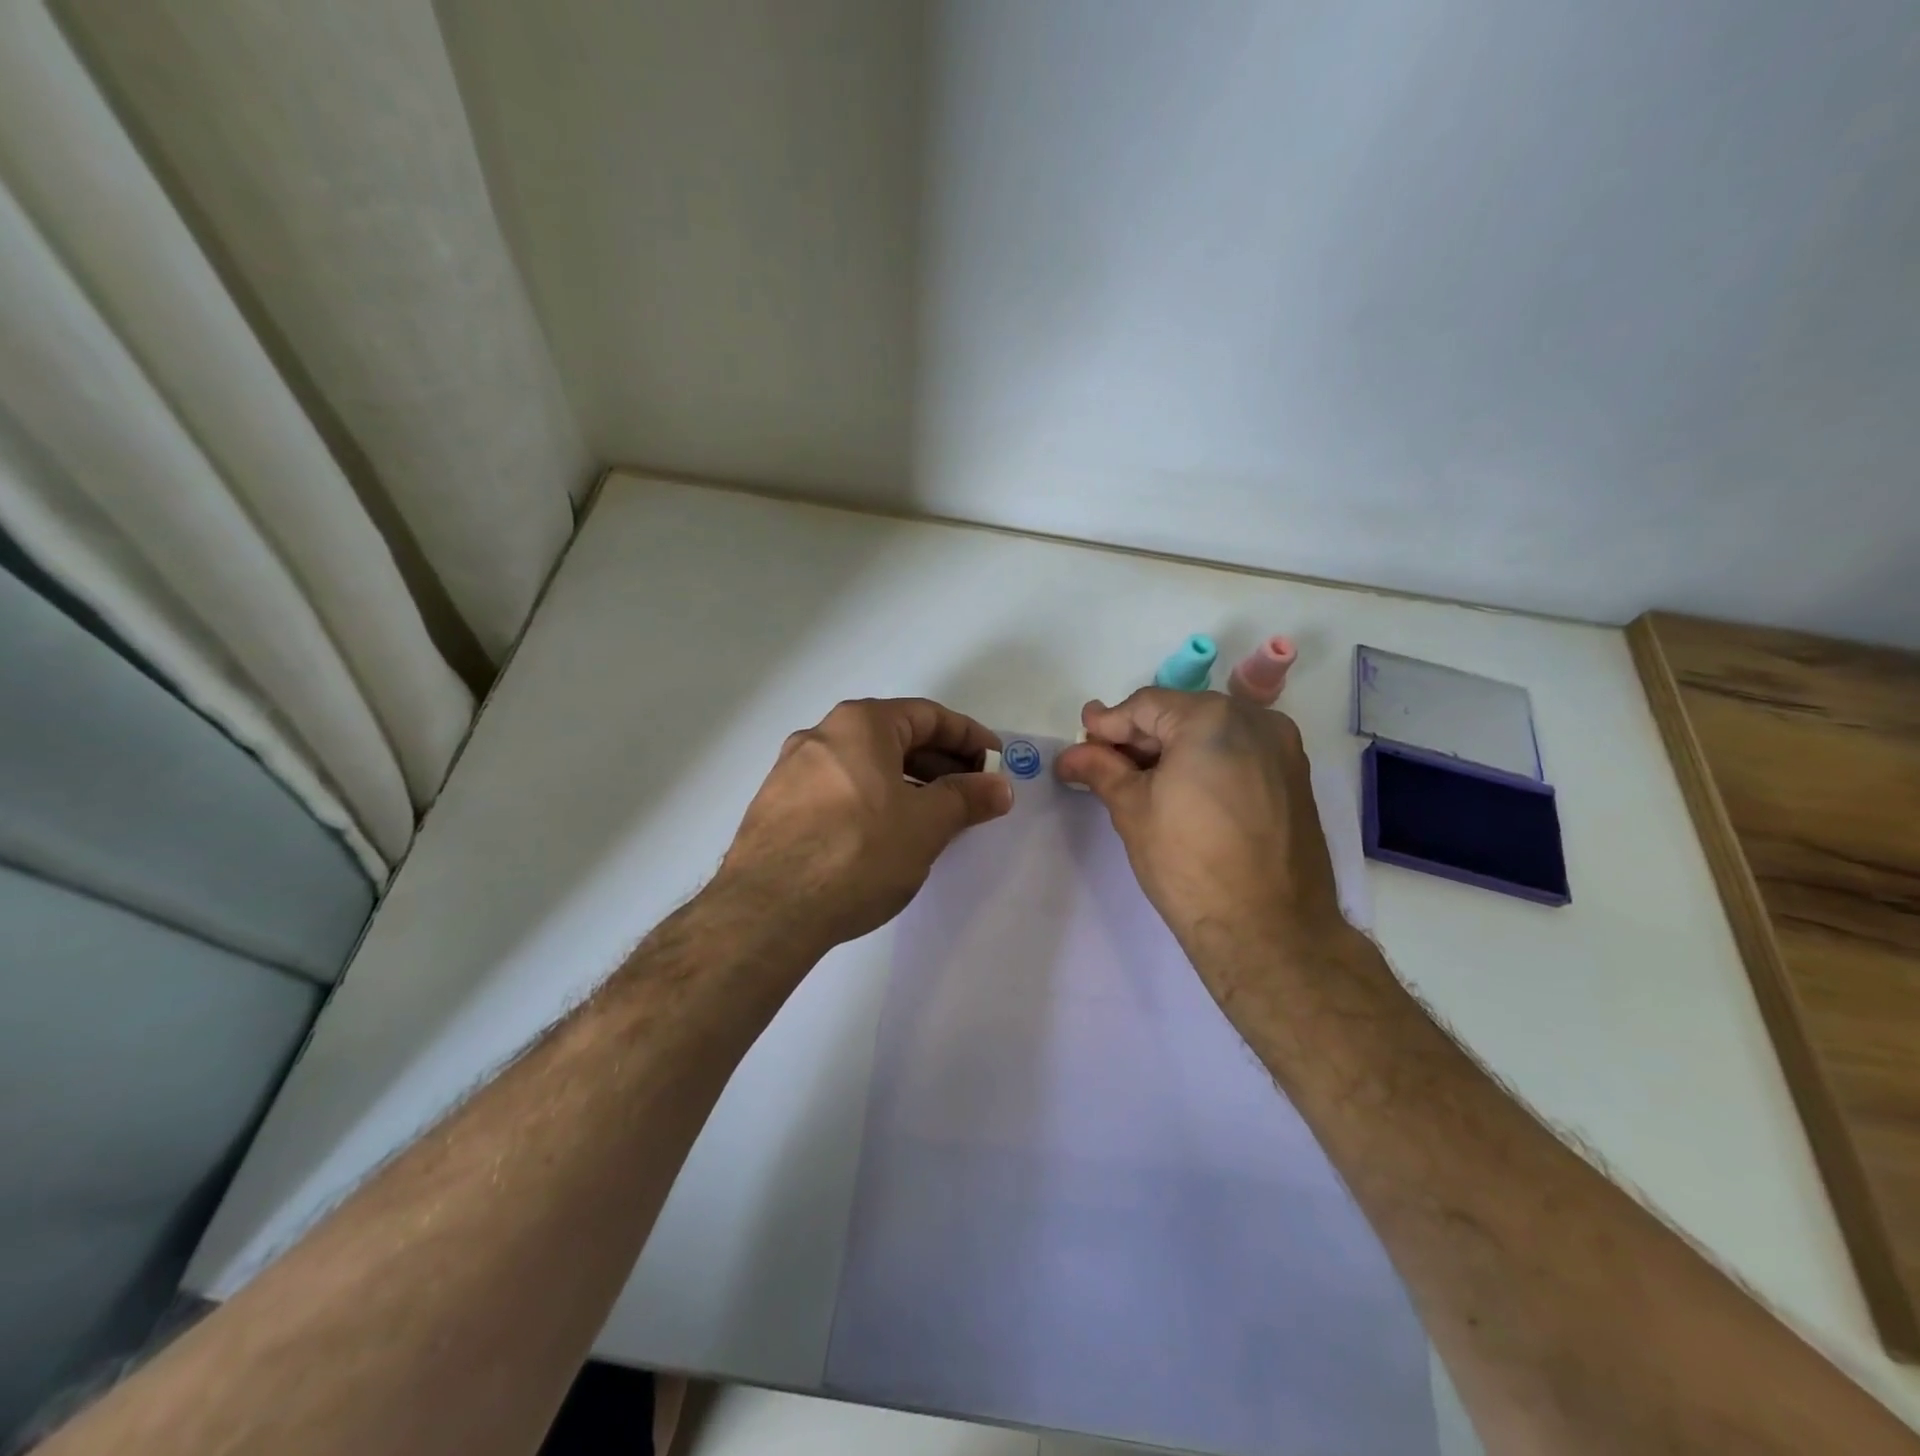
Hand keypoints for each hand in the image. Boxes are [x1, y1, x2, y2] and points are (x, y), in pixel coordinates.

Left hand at [714, 697, 1011, 951]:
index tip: (995, 764)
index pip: (928, 715)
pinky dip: (873, 802)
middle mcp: (821, 735)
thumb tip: (999, 786)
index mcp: (860, 724)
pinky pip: (839, 791)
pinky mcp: (776, 807)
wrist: (768, 910)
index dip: (970, 737)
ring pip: (865, 767)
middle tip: (971, 795)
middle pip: (894, 738)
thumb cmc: (858, 852)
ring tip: (934, 820)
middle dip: (940, 764)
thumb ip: (967, 798)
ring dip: (907, 785)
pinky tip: (885, 837)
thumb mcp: (926, 824)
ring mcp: (792, 771)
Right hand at [1055, 689, 1358, 987]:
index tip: (1082, 743)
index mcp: (1212, 718)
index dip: (1108, 724)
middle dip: (1140, 738)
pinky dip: (1206, 764)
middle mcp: (1255, 720)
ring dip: (1173, 750)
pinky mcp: (1295, 779)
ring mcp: (1282, 749)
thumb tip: (1071, 755)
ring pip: (1212, 733)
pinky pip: (1239, 754)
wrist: (1268, 930)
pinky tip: (1182, 793)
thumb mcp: (1133, 809)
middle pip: (1181, 714)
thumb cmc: (1189, 863)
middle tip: (1104, 765)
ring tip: (1140, 782)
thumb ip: (1101, 769)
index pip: (1145, 705)